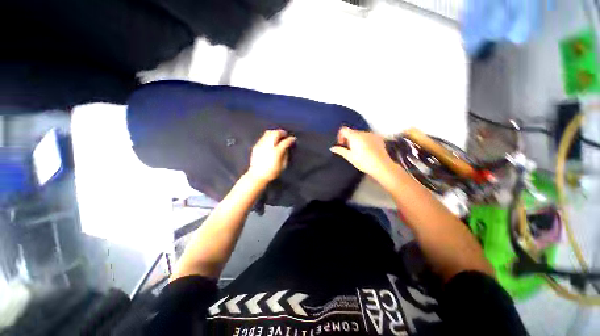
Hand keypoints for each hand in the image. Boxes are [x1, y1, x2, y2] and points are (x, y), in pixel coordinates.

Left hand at [247, 130, 295, 183]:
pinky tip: (271, 140)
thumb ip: (285, 154)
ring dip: (275, 132)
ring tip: (278, 135)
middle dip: (282, 132)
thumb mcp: (282, 165)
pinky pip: (263, 137)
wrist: (257, 175)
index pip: (285, 142)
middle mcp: (268, 146)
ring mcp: (261, 145)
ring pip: (268, 133)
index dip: (290, 139)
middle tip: (285, 134)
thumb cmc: (272, 172)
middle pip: (276, 133)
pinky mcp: (256, 146)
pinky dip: (268, 136)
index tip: (293, 139)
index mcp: (276, 152)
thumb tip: (286, 147)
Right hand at [330, 127, 399, 182]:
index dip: (340, 136)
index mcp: (354, 136)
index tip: (342, 144)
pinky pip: (368, 137)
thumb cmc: (363, 161)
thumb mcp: (349, 157)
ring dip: (357, 141)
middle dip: (349, 140)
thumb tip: (332, 148)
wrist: (381, 166)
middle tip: (349, 150)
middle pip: (352, 132)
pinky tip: (367, 151)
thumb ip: (340, 150)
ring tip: (359, 152)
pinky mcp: (378, 138)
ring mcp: (372, 135)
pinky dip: (365, 141)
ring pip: (360, 135)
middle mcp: (363, 132)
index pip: (343, 129)